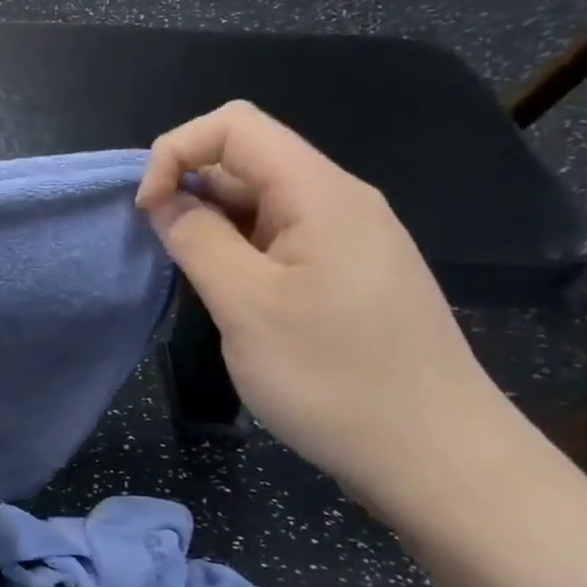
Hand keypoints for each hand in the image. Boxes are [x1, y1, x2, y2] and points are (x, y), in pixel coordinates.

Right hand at [135, 101, 511, 513]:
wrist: (439, 460)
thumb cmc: (335, 378)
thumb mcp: (246, 305)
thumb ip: (195, 239)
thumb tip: (163, 201)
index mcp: (320, 193)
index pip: (233, 125)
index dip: (176, 152)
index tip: (148, 210)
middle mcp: (337, 201)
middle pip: (244, 160)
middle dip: (188, 192)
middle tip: (164, 256)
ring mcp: (346, 239)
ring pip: (256, 203)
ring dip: (209, 228)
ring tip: (194, 286)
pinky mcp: (346, 274)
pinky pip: (276, 239)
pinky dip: (236, 254)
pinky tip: (229, 300)